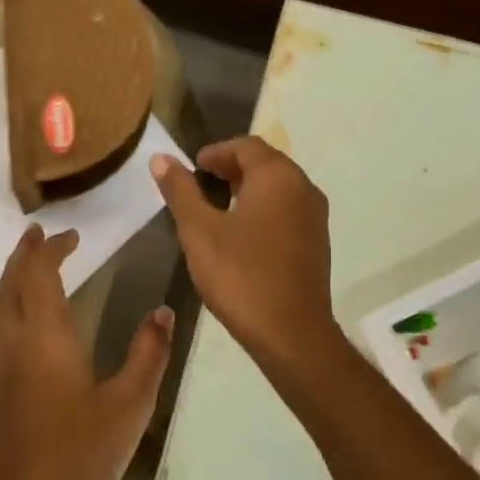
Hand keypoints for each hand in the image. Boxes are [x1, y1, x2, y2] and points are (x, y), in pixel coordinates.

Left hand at [0, 225, 174, 479]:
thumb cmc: (80, 456)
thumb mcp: (130, 405)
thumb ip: (148, 354)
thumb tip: (164, 312)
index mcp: (45, 339)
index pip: (39, 276)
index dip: (51, 250)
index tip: (70, 234)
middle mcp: (15, 346)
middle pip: (10, 286)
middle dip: (24, 256)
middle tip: (39, 235)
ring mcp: (0, 373)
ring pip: (0, 310)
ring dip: (15, 282)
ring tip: (34, 269)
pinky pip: (2, 333)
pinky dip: (14, 309)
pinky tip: (32, 326)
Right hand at [149, 137, 335, 364]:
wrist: (291, 333)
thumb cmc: (241, 276)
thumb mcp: (199, 231)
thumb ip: (180, 191)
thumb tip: (161, 158)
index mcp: (278, 177)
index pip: (246, 146)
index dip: (216, 151)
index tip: (192, 167)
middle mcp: (304, 188)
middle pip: (266, 164)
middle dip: (231, 169)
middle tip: (200, 185)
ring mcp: (315, 217)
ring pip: (278, 189)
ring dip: (247, 190)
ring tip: (215, 209)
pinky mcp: (317, 244)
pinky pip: (287, 212)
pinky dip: (263, 211)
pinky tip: (241, 236)